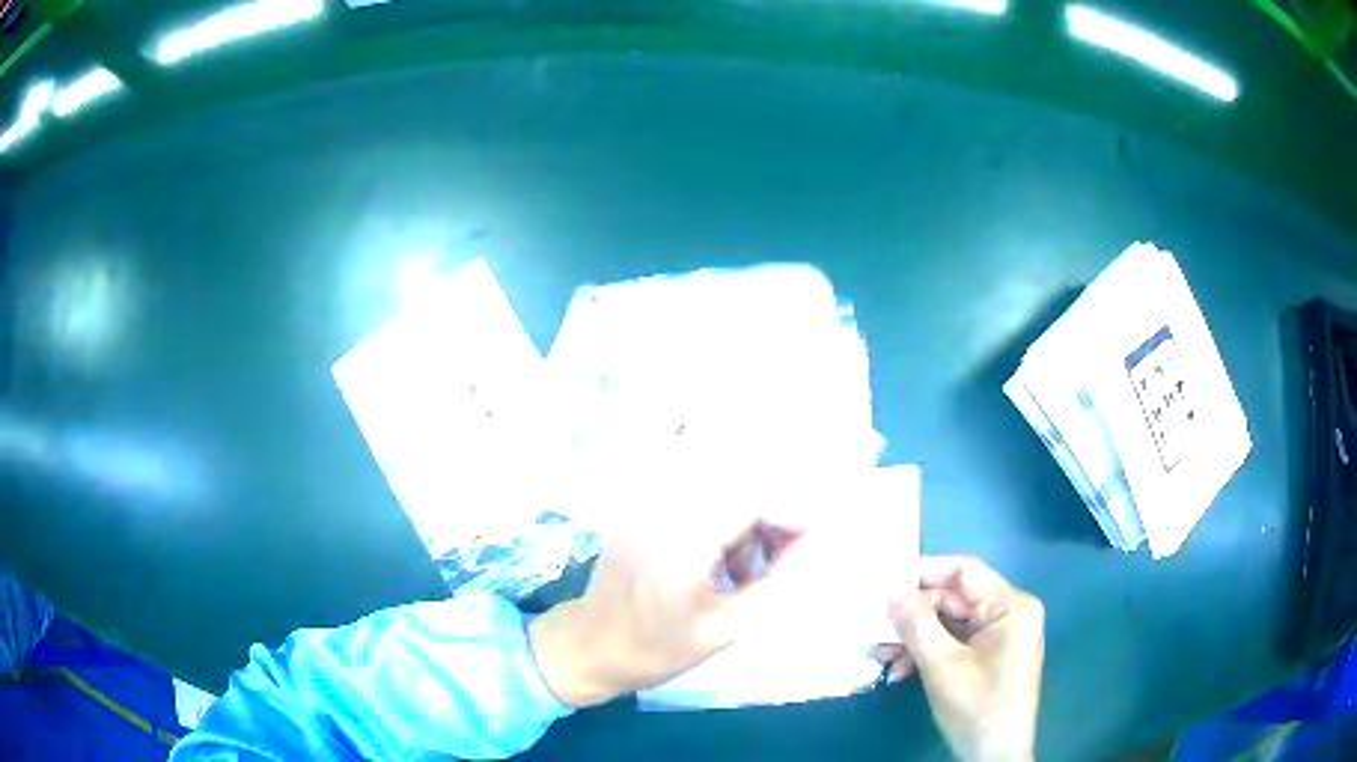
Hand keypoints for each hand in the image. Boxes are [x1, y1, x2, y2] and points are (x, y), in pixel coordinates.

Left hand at [528, 506, 803, 707]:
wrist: (588, 648)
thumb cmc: (657, 650)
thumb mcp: (725, 629)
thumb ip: (774, 583)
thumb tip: (812, 545)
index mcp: (683, 546)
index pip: (750, 499)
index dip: (788, 512)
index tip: (811, 540)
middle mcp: (662, 514)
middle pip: (735, 489)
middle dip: (769, 519)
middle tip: (779, 561)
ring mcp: (645, 511)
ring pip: (716, 495)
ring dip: (744, 525)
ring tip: (746, 573)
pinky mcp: (638, 516)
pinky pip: (693, 506)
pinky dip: (719, 527)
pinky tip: (718, 565)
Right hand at [875, 556, 1043, 761]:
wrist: (994, 758)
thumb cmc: (977, 707)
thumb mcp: (942, 666)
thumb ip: (916, 624)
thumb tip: (889, 589)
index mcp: (1011, 606)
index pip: (964, 571)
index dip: (923, 572)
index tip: (882, 581)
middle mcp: (1009, 614)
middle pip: (953, 599)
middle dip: (913, 615)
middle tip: (875, 629)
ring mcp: (999, 637)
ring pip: (948, 623)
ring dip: (914, 638)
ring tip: (882, 657)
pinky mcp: (987, 658)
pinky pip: (952, 643)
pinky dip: (926, 653)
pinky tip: (901, 671)